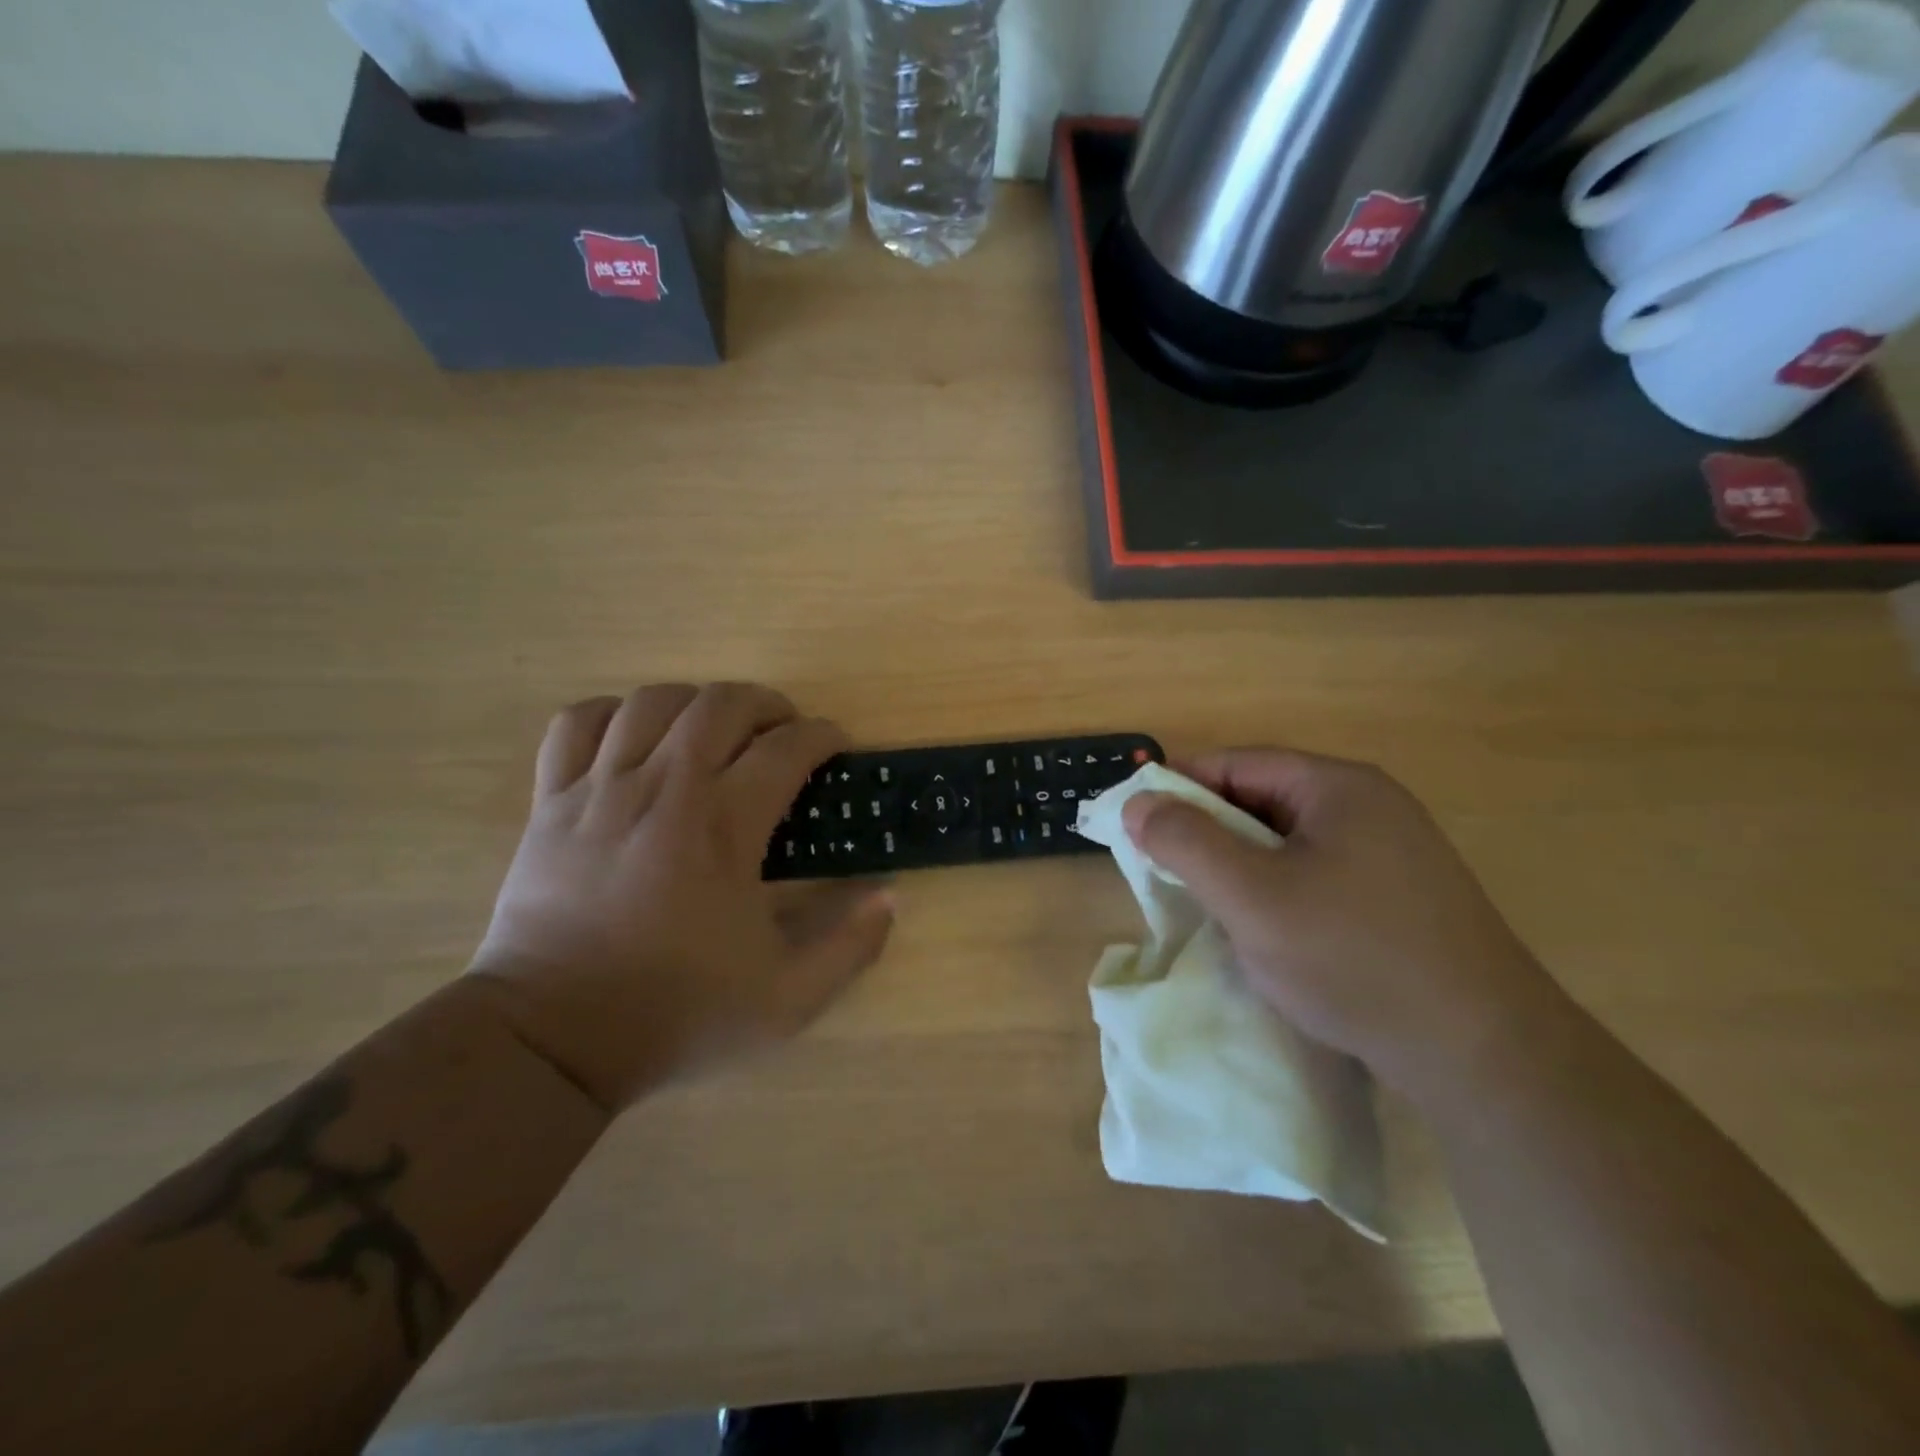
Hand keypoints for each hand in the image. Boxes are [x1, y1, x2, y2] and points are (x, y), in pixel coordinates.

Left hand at [468, 683, 894, 1109]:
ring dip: (697, 701)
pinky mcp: (552, 802)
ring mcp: (600, 790)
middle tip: (783, 730)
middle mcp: (663, 791)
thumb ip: (849, 947)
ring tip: (716, 728)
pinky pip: (578, 723)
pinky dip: (614, 714)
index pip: (786, 749)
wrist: (552, 1040)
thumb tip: (889, 896)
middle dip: (766, 704)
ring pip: (652, 701)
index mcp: (723, 829)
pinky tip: (636, 737)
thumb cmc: (676, 1013)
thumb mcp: (786, 1000)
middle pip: (720, 704)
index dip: (822, 735)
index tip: (835, 744)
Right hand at [1122, 750, 1564, 1104]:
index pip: (1237, 764)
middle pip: (1263, 800)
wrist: (1484, 1055)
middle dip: (1209, 832)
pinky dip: (1276, 891)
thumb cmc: (1353, 958)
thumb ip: (1186, 843)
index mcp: (1338, 787)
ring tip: (1210, 905)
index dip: (1180, 788)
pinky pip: (1316, 875)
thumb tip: (1138, 804)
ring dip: (1240, 865)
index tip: (1137, 824)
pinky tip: (1265, 931)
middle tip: (1166, 871)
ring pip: (1288, 842)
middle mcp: (1370, 807)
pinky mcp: (1400, 898)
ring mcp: (1392, 854)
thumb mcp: (1251, 897)